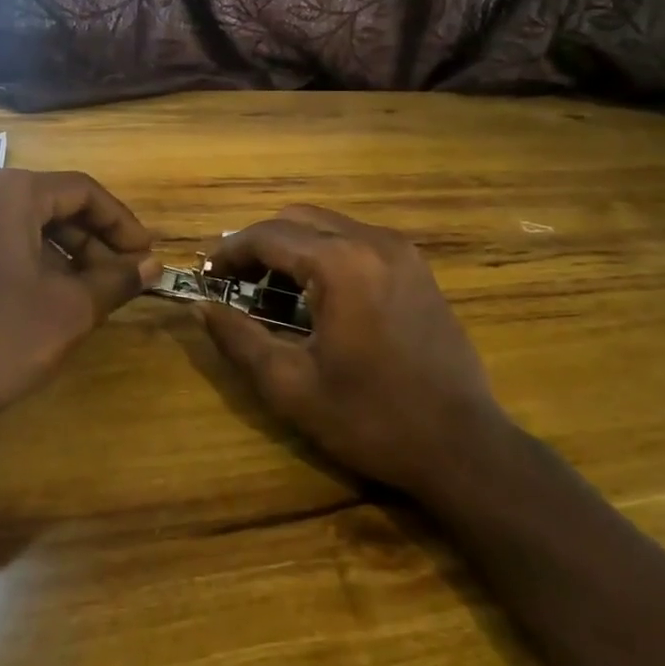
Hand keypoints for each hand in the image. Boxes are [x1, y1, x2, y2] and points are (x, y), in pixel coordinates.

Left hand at [0, 169, 159, 426]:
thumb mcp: (70, 310)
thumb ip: (116, 280)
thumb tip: (152, 265)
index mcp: (8, 194)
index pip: (82, 191)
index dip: (122, 223)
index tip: (145, 255)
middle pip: (48, 204)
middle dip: (92, 240)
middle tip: (121, 276)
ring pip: (19, 225)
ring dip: (60, 253)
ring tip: (87, 292)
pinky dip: (24, 261)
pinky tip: (40, 299)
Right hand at [199, 205, 504, 496]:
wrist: (463, 446)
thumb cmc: (371, 419)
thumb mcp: (291, 386)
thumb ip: (239, 339)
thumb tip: (201, 307)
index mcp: (341, 263)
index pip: (268, 235)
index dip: (229, 251)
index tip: (206, 274)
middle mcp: (373, 240)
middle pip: (298, 219)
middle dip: (259, 244)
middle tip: (235, 283)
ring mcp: (401, 250)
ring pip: (329, 226)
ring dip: (293, 247)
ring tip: (271, 292)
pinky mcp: (418, 267)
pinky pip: (357, 240)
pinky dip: (326, 253)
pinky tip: (318, 295)